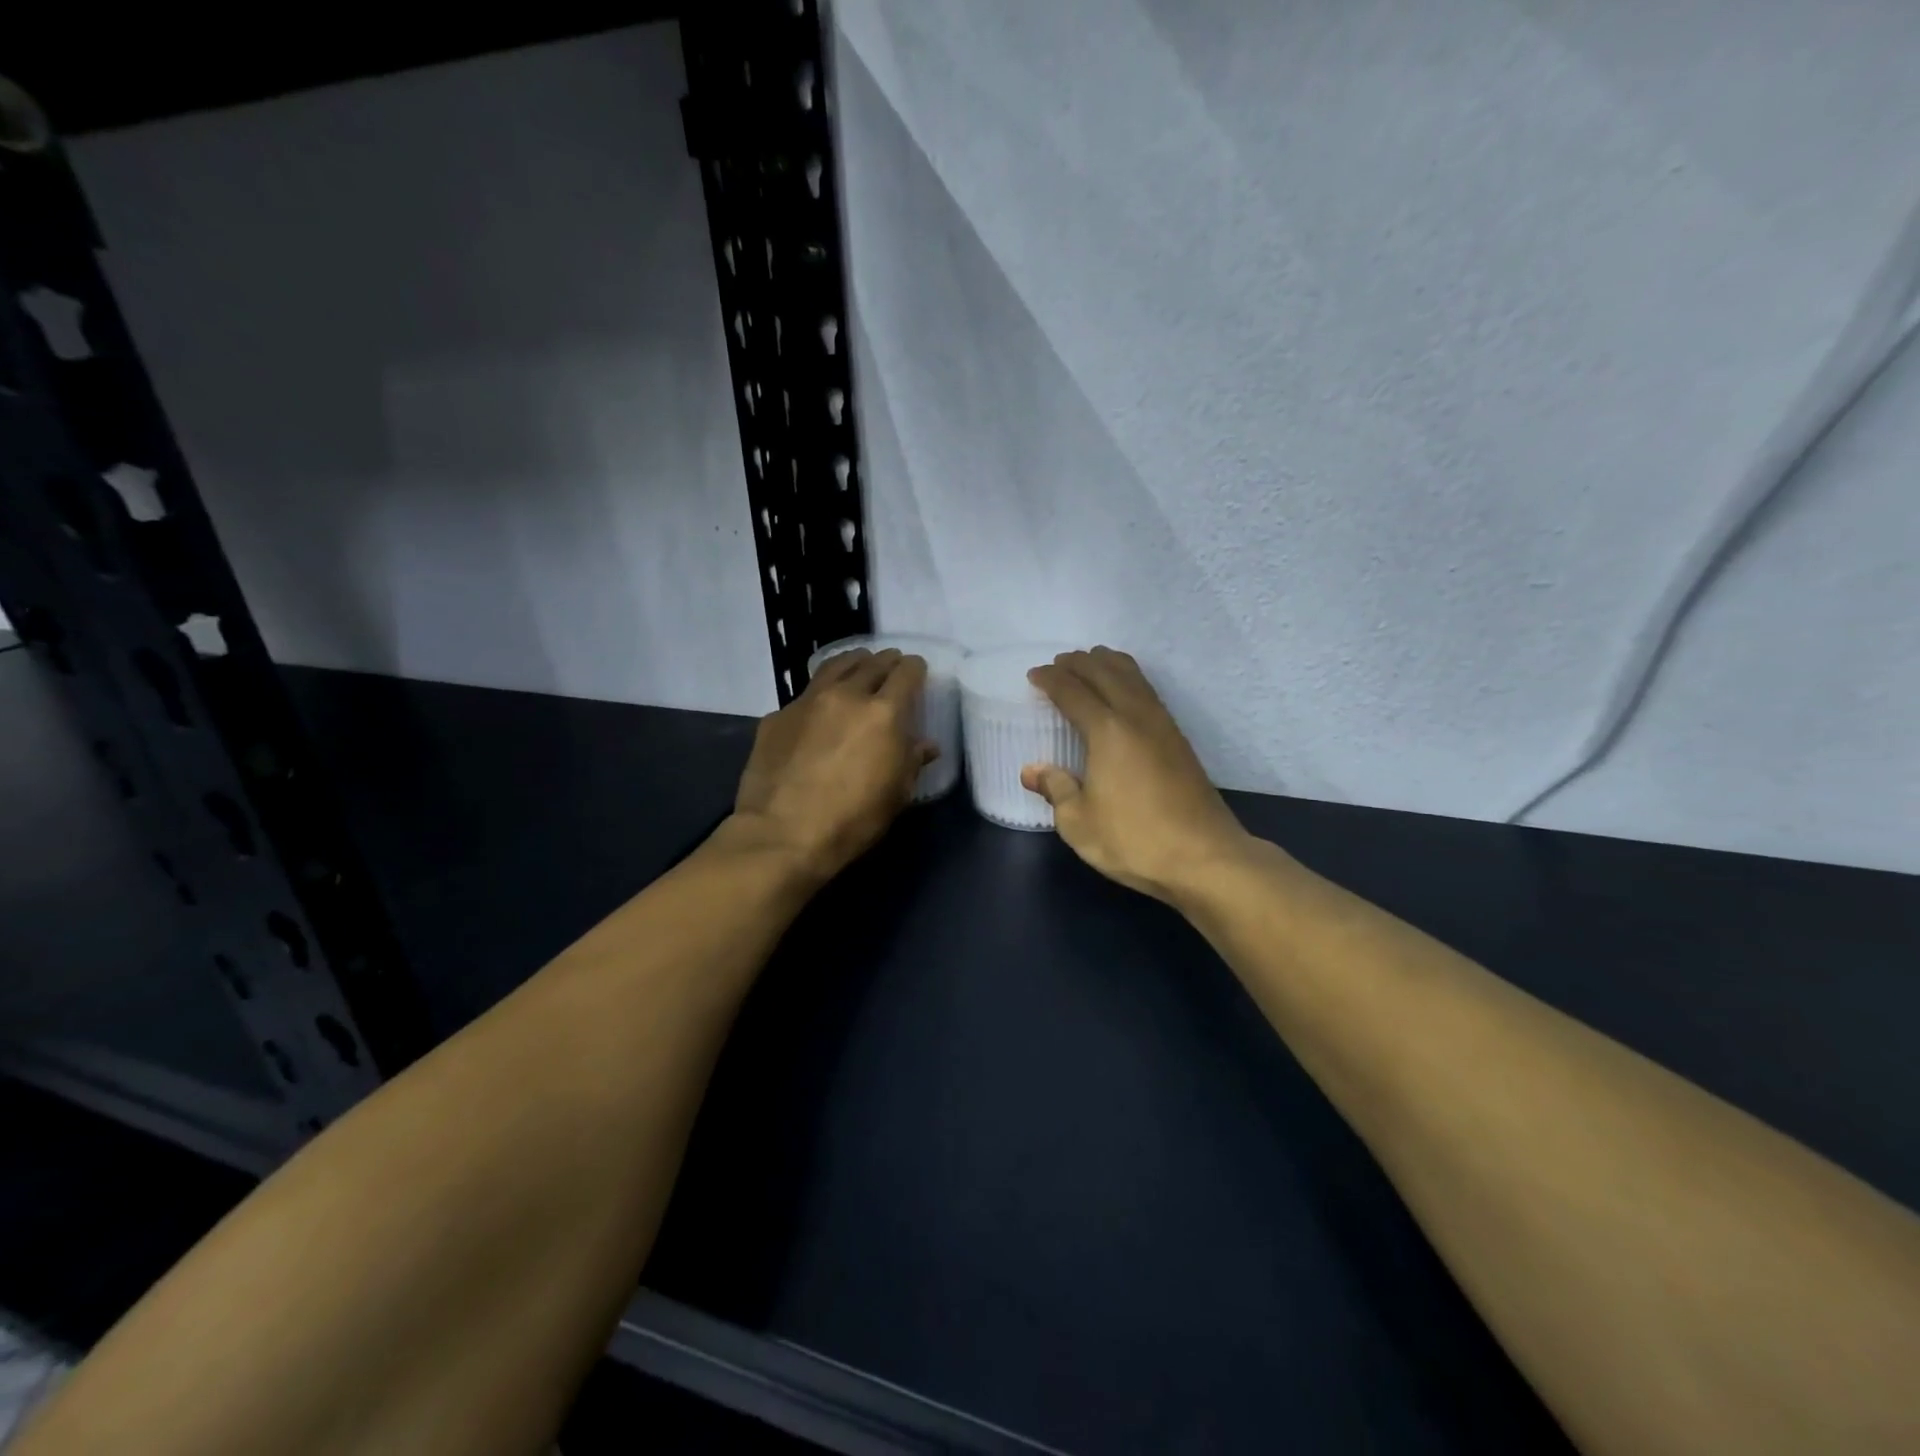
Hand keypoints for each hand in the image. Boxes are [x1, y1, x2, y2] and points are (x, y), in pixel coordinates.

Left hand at [727, 649, 935, 885]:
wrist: (782, 834)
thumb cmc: (852, 820)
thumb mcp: (895, 795)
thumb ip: (911, 761)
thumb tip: (925, 745)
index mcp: (884, 713)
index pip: (906, 672)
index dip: (915, 669)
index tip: (917, 672)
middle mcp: (846, 695)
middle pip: (871, 663)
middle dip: (886, 662)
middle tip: (891, 667)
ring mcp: (807, 701)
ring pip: (835, 666)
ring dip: (853, 663)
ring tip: (858, 667)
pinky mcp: (777, 716)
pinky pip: (806, 694)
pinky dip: (821, 693)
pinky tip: (820, 709)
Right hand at [1022, 647, 1255, 903]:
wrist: (1205, 857)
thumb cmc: (1134, 840)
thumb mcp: (1079, 823)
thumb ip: (1055, 789)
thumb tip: (1032, 770)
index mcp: (1108, 731)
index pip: (1073, 692)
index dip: (1051, 680)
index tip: (1034, 676)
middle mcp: (1136, 717)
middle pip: (1105, 672)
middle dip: (1079, 663)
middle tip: (1058, 664)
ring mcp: (1163, 725)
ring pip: (1134, 676)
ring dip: (1108, 663)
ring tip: (1091, 662)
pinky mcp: (1179, 740)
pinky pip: (1148, 691)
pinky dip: (1129, 678)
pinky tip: (1125, 691)